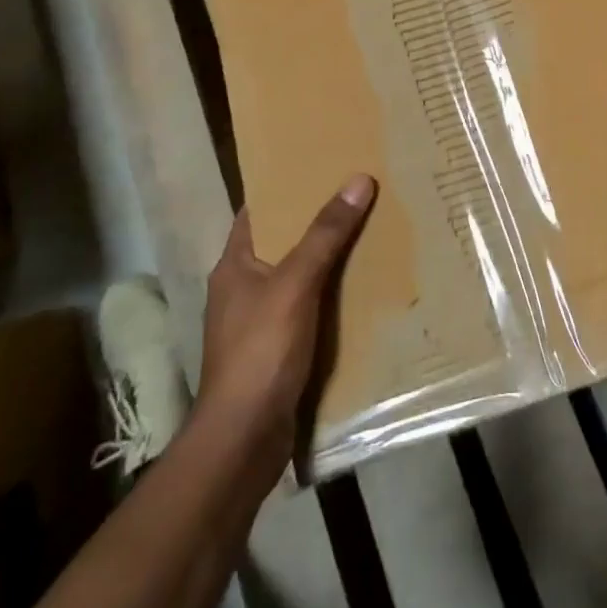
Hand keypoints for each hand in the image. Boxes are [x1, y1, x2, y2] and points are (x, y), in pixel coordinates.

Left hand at [196, 174, 375, 479]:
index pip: (258, 211)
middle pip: (283, 242)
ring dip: (329, 260)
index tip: (321, 165)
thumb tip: (358, 180)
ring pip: (300, 277)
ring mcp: (260, 322)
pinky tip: (364, 289)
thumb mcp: (295, 284)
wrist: (243, 442)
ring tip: (371, 232)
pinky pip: (310, 309)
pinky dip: (332, 297)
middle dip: (318, 221)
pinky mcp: (278, 351)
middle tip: (359, 194)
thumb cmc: (260, 352)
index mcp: (235, 265)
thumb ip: (325, 234)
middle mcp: (243, 288)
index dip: (285, 187)